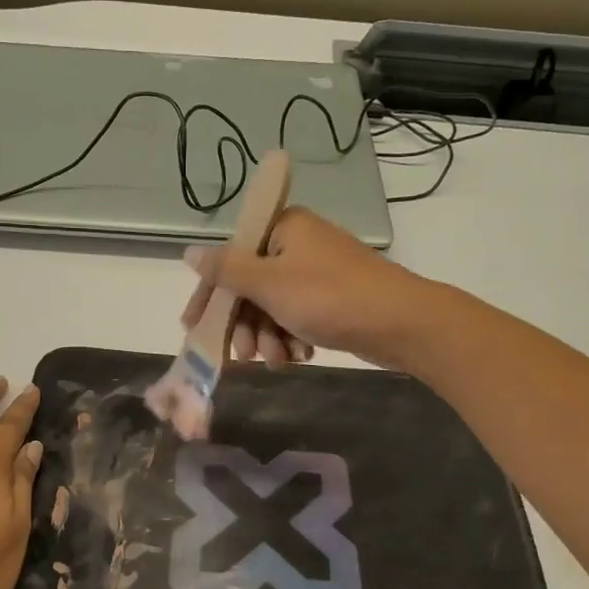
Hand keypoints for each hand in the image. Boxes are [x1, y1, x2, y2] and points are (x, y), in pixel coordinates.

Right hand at [180, 207, 437, 369]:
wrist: (400, 323)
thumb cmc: (329, 297)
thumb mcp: (269, 283)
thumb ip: (226, 270)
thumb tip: (189, 251)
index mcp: (282, 228)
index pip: (229, 259)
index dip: (210, 296)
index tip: (193, 328)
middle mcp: (298, 244)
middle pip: (250, 287)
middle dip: (245, 325)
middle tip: (243, 355)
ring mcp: (316, 272)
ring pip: (272, 307)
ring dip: (268, 337)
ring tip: (278, 360)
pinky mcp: (332, 298)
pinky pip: (296, 316)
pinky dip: (292, 337)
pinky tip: (300, 355)